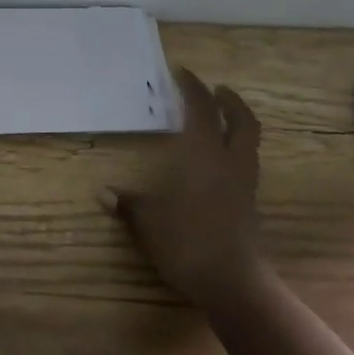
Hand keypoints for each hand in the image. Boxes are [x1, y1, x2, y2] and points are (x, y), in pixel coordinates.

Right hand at [104, 68, 264, 307]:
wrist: (233, 282)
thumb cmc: (187, 240)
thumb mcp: (148, 221)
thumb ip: (128, 204)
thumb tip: (103, 194)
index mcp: (204, 153)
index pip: (201, 108)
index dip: (192, 87)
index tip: (180, 72)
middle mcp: (230, 161)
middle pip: (242, 121)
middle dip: (230, 101)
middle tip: (217, 90)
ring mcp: (245, 184)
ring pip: (249, 143)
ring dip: (237, 125)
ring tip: (220, 121)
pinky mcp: (250, 205)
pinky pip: (246, 164)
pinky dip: (236, 151)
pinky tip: (219, 162)